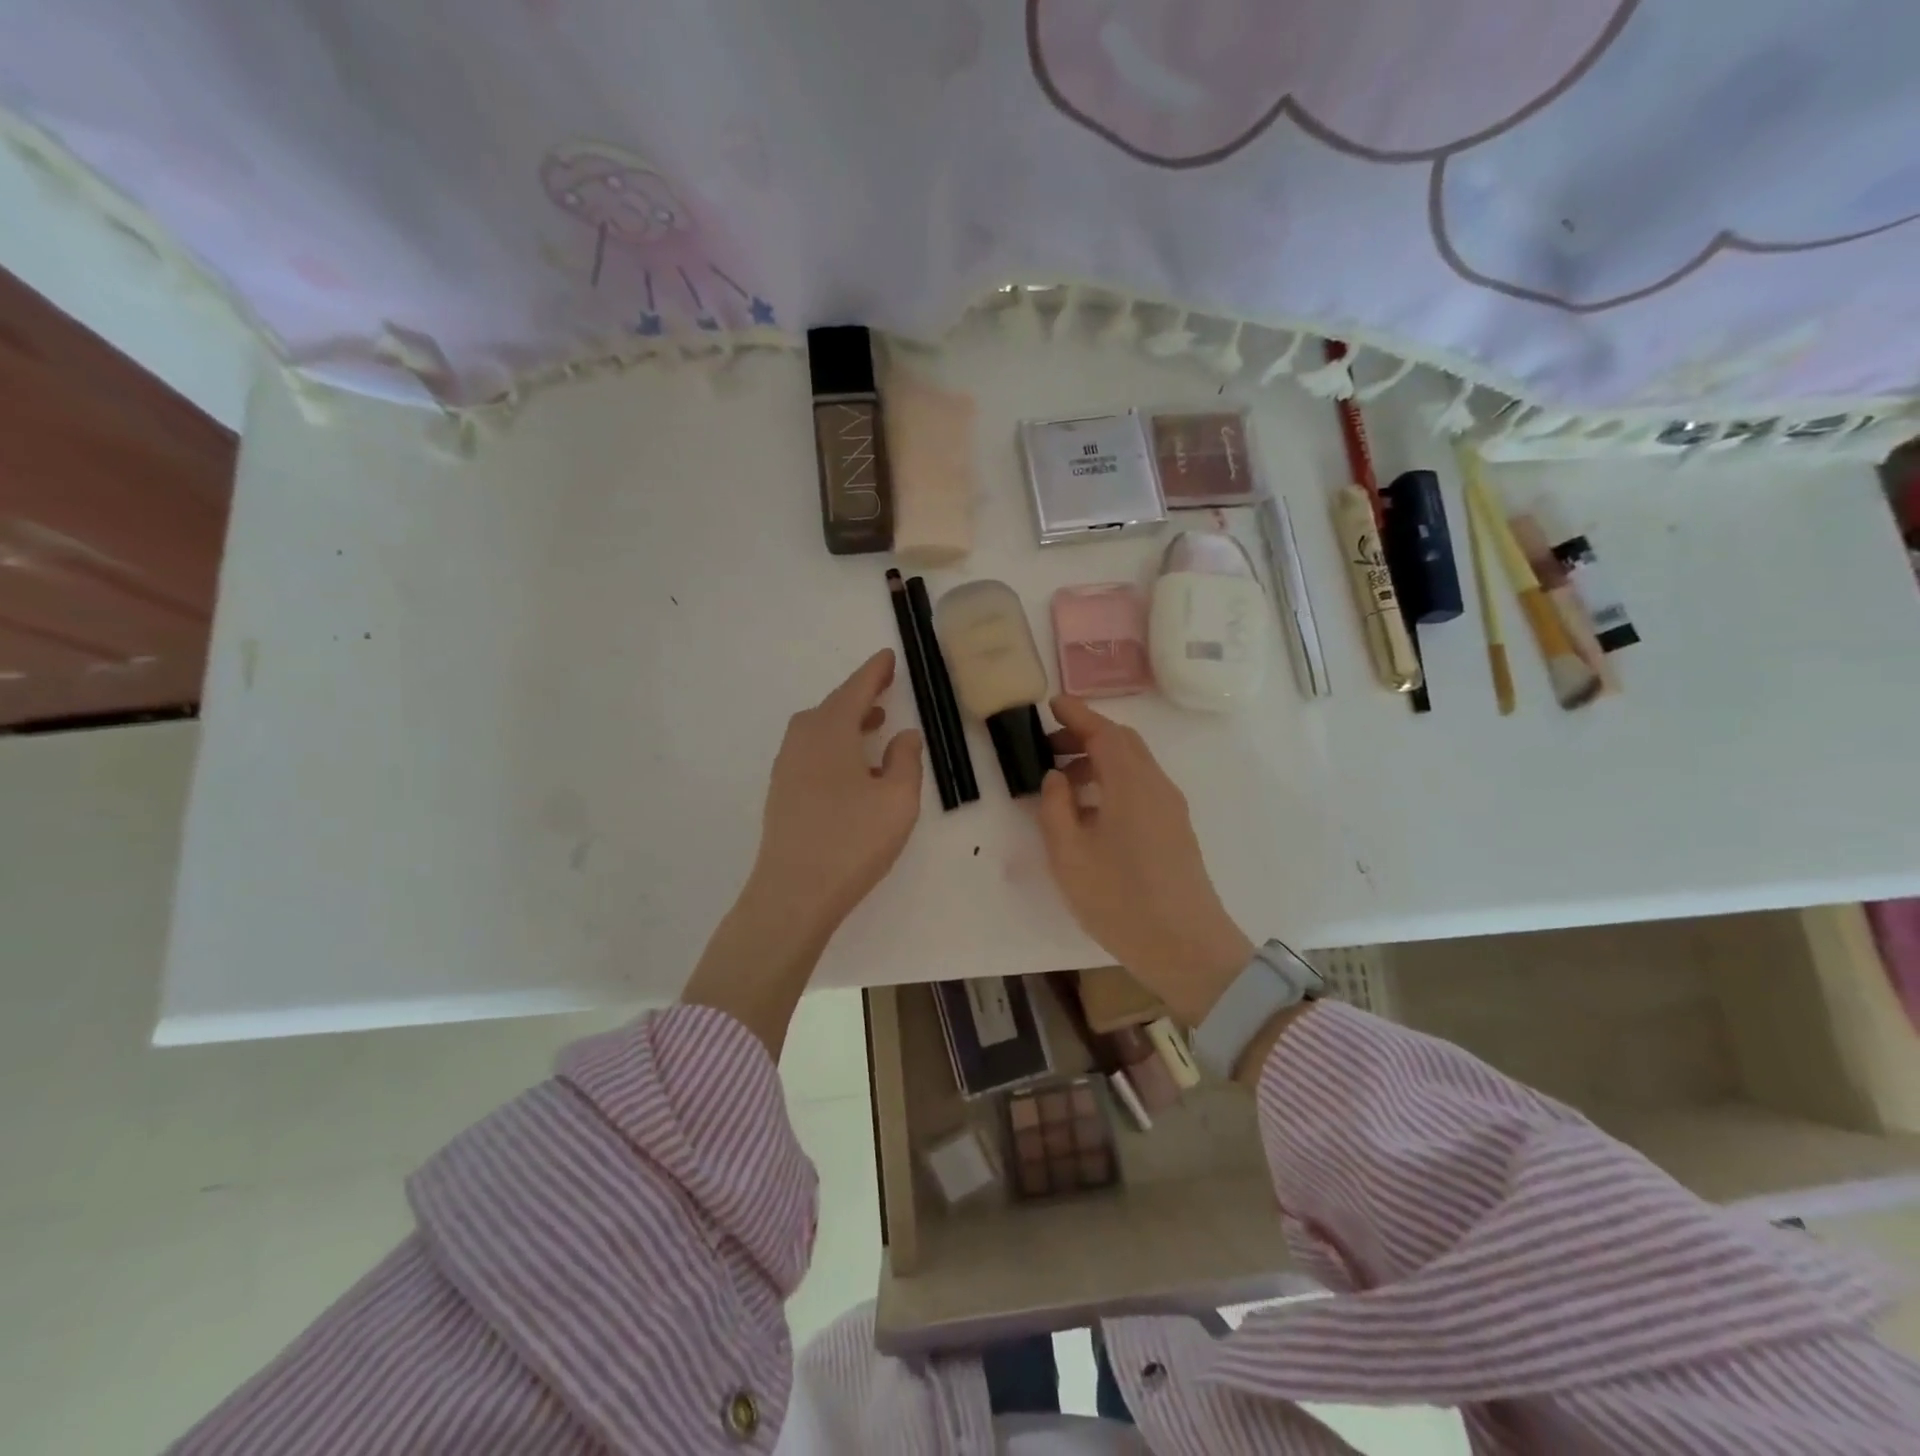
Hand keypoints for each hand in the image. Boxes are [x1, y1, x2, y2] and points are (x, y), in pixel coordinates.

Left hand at [749, 649, 924, 934]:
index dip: (874, 672)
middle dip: (859, 696)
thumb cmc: (852, 841)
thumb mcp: (897, 799)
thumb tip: (904, 735)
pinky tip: (852, 768)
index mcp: (830, 732)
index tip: (888, 657)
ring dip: (846, 722)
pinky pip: (810, 752)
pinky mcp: (782, 793)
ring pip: (819, 730)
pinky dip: (833, 745)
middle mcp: (802, 741)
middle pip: (832, 707)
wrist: (793, 893)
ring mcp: (786, 768)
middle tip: (884, 689)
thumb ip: (905, 760)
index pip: (855, 690)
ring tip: (874, 726)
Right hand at [1037, 696, 1254, 1027]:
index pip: (1104, 732)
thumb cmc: (1120, 900)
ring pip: (1133, 766)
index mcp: (1131, 784)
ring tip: (1062, 781)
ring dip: (1098, 761)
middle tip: (1049, 745)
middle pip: (1122, 743)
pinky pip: (1140, 787)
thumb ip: (1056, 808)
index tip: (1051, 704)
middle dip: (1085, 735)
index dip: (1077, 714)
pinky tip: (1090, 810)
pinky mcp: (1175, 829)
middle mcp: (1156, 786)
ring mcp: (1170, 808)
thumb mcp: (1069, 855)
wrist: (1187, 948)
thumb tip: (1056, 777)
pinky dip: (1112, 782)